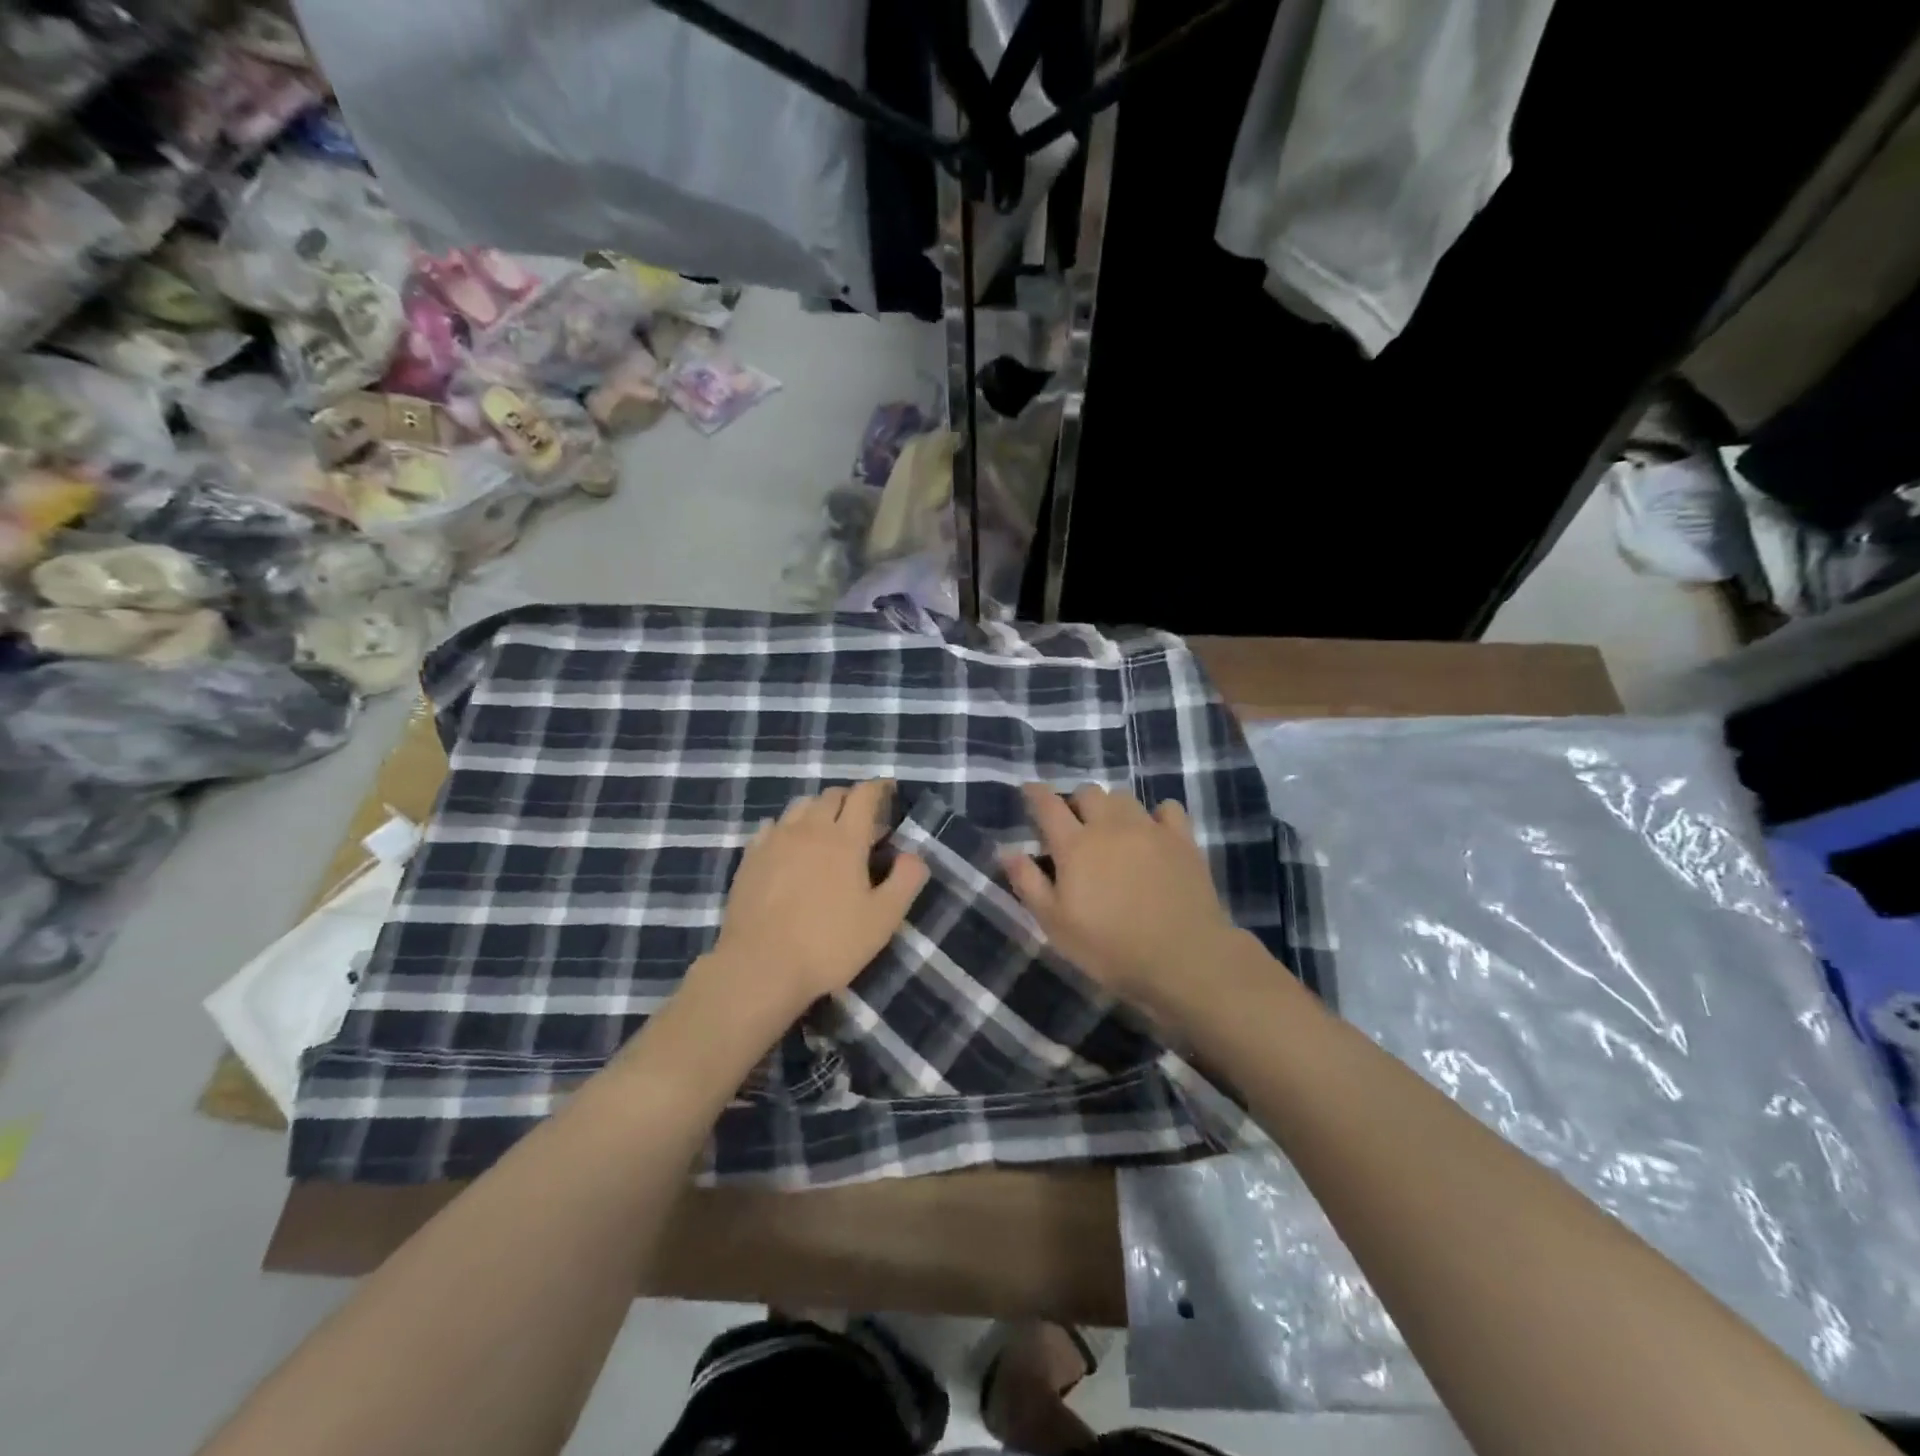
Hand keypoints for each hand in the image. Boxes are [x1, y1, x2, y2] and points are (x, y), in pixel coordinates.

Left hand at [700, 781, 928, 1024]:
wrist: (760, 967)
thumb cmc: (829, 944)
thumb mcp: (883, 919)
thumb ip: (906, 880)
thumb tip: (914, 855)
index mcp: (845, 838)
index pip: (864, 795)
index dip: (879, 788)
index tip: (889, 790)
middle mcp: (809, 829)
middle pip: (831, 795)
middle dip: (851, 799)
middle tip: (863, 819)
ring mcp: (775, 841)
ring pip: (800, 806)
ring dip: (819, 809)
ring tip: (826, 830)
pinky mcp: (750, 858)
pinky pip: (772, 826)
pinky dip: (787, 827)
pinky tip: (789, 846)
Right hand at [1003, 783, 1242, 1016]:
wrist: (1184, 958)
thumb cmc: (1110, 947)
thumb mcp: (1056, 924)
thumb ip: (1028, 883)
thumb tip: (1007, 850)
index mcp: (1075, 845)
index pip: (1048, 804)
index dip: (1035, 793)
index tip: (1028, 791)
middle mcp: (1110, 826)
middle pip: (1088, 792)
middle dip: (1075, 801)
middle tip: (1073, 824)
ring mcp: (1149, 828)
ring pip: (1124, 797)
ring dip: (1111, 807)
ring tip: (1111, 829)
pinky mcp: (1182, 839)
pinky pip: (1167, 808)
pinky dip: (1156, 814)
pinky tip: (1154, 832)